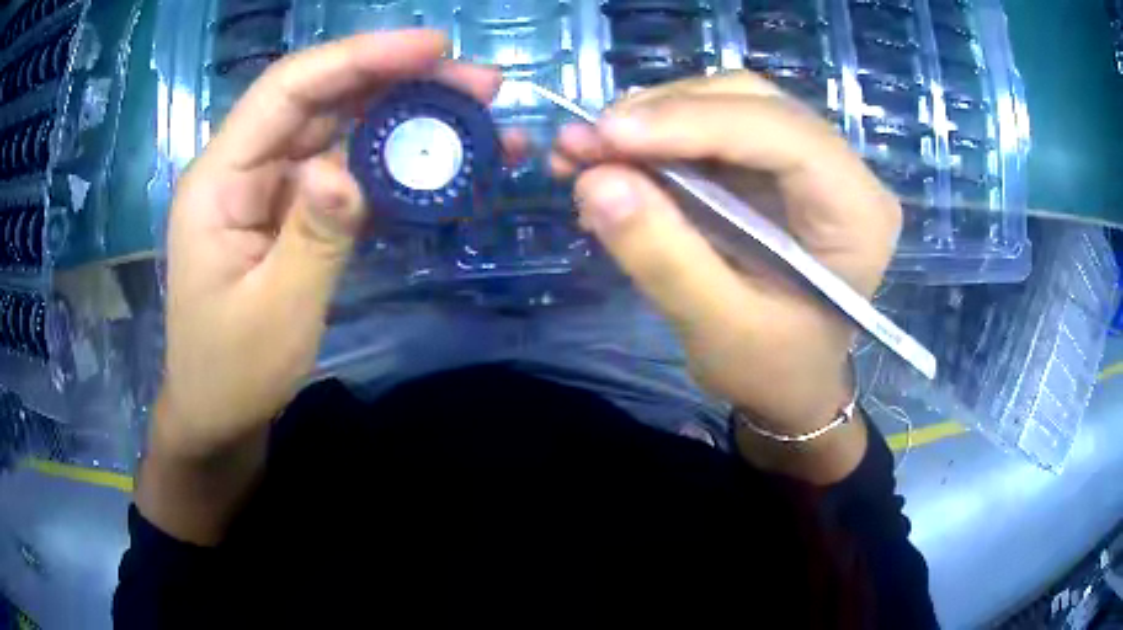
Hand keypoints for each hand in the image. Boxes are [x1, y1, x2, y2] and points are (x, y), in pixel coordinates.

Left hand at [155, 31, 502, 458]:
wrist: (217, 414)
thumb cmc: (233, 373)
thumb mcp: (276, 315)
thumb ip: (314, 237)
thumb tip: (350, 170)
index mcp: (219, 181)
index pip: (289, 90)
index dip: (359, 57)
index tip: (432, 48)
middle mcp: (244, 168)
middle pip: (323, 99)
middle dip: (400, 80)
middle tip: (480, 84)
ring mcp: (269, 187)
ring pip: (341, 127)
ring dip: (406, 115)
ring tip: (475, 114)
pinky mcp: (292, 210)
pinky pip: (346, 168)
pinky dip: (394, 161)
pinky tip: (438, 160)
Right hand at [552, 73, 900, 480]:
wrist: (788, 384)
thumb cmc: (772, 369)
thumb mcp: (719, 331)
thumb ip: (663, 258)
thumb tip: (596, 180)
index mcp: (856, 211)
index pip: (782, 133)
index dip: (692, 121)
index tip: (607, 135)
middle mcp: (840, 169)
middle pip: (750, 101)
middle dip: (663, 113)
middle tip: (586, 144)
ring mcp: (806, 159)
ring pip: (725, 102)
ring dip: (650, 119)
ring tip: (585, 151)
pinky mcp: (771, 164)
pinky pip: (710, 126)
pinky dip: (655, 137)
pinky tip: (615, 161)